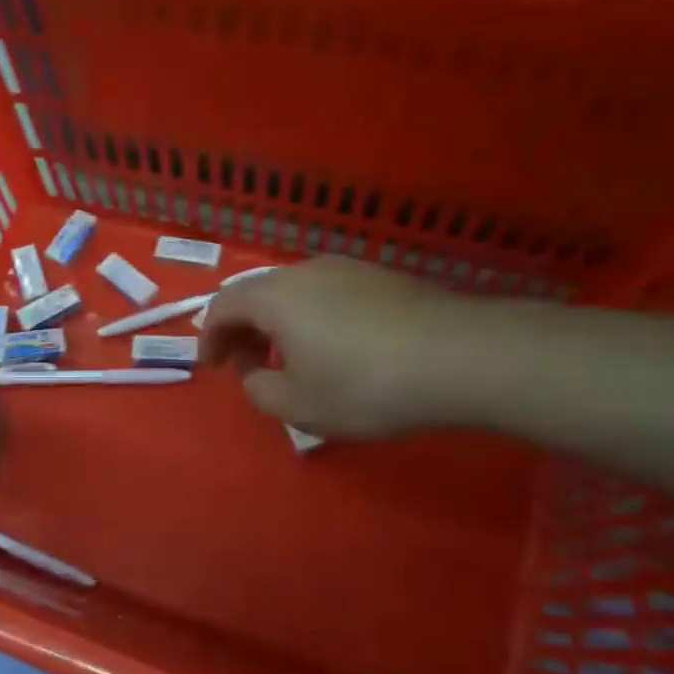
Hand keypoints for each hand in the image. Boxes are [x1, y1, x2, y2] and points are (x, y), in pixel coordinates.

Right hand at [200, 256, 489, 437]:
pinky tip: (339, 350)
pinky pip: (330, 294)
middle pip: (258, 294)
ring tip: (293, 360)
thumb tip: (256, 370)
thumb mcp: (297, 404)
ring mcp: (350, 269)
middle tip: (249, 366)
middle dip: (244, 330)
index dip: (210, 337)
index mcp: (275, 296)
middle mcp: (307, 271)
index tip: (214, 367)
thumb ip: (258, 389)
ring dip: (280, 324)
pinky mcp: (384, 278)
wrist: (464, 358)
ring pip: (296, 293)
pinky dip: (314, 319)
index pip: (223, 306)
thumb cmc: (365, 385)